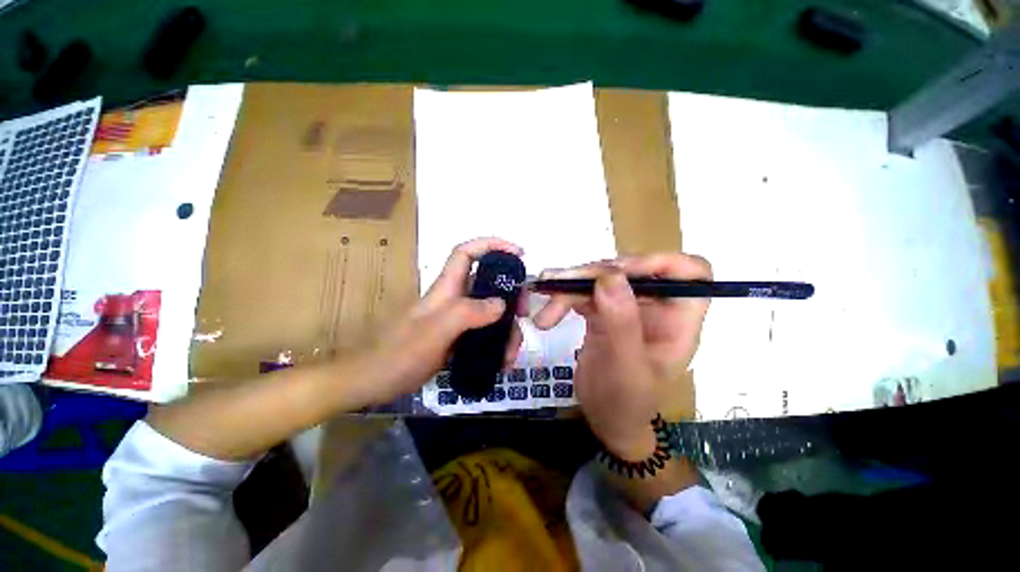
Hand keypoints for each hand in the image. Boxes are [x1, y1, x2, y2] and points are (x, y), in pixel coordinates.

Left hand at [359, 237, 526, 404]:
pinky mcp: (456, 339)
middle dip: (509, 294)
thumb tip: (501, 304)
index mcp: (445, 289)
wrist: (374, 383)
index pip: (466, 253)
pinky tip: (502, 360)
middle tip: (524, 312)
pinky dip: (497, 344)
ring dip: (506, 328)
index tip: (517, 253)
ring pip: (489, 313)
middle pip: (487, 284)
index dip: (491, 245)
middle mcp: (453, 300)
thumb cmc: (399, 354)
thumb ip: (467, 314)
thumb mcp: (435, 332)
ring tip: (513, 351)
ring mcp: (455, 321)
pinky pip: (484, 334)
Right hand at [534, 254, 710, 459]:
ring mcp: (627, 307)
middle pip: (634, 269)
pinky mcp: (603, 311)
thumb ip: (621, 322)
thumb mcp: (625, 367)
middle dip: (597, 273)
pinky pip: (584, 292)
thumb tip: (609, 277)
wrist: (605, 418)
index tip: (620, 270)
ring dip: (571, 286)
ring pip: (603, 278)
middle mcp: (655, 307)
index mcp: (677, 320)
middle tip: (565, 283)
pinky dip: (564, 297)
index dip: (661, 262)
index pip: (691, 273)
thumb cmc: (625, 402)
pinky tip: (547, 313)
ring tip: (546, 303)